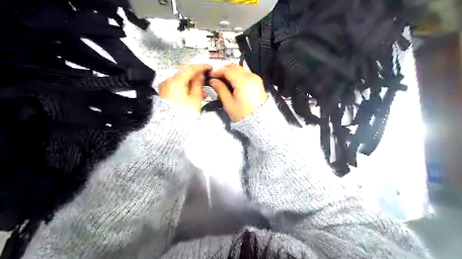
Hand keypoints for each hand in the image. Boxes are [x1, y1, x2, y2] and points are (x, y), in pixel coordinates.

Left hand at [158, 64, 210, 111]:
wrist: (170, 128)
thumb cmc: (185, 113)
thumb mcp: (195, 98)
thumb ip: (198, 84)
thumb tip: (200, 74)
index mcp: (176, 81)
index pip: (190, 69)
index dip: (201, 67)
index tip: (210, 67)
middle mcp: (168, 81)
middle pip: (184, 74)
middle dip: (197, 77)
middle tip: (207, 81)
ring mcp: (165, 87)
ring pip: (181, 81)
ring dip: (193, 84)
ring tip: (203, 93)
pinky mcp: (165, 94)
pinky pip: (177, 87)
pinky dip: (186, 88)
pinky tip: (194, 95)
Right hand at [209, 63, 269, 121]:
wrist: (260, 120)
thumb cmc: (242, 114)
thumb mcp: (228, 103)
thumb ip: (220, 89)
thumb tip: (212, 80)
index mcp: (243, 81)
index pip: (227, 70)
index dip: (217, 71)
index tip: (210, 76)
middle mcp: (250, 76)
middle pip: (234, 67)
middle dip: (224, 70)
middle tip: (216, 78)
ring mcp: (255, 78)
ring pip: (240, 69)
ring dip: (230, 72)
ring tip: (223, 81)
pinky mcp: (258, 81)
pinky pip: (245, 73)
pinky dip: (237, 75)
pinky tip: (232, 83)